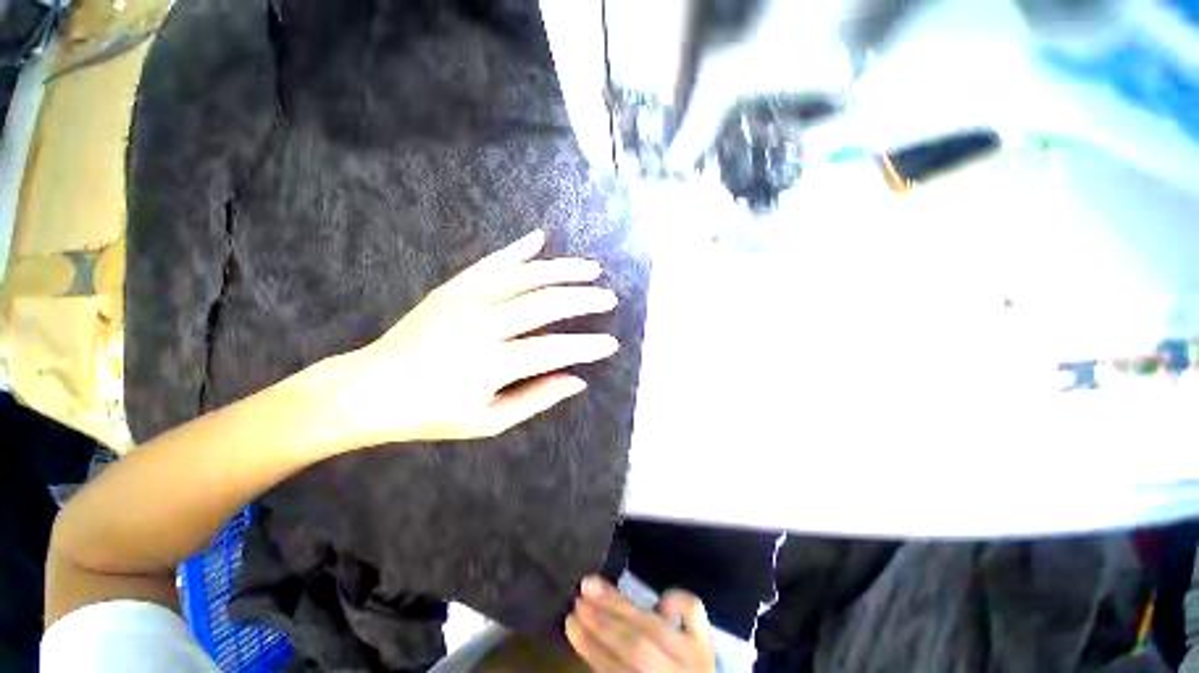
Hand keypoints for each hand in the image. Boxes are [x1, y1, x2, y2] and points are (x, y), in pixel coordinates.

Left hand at [330, 229, 618, 447]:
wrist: (369, 389)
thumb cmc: (431, 414)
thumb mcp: (487, 422)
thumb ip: (535, 399)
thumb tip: (577, 381)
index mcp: (490, 365)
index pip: (553, 351)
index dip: (586, 347)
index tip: (611, 344)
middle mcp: (481, 326)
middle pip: (544, 304)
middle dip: (583, 299)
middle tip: (608, 297)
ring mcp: (465, 301)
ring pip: (523, 277)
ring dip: (561, 269)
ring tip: (589, 268)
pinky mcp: (452, 288)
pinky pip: (491, 263)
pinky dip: (517, 250)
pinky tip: (539, 239)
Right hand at [566, 577, 715, 672]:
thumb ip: (614, 670)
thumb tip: (590, 640)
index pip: (615, 670)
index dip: (590, 647)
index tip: (570, 623)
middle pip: (635, 645)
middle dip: (602, 621)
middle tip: (578, 600)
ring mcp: (695, 655)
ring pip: (654, 624)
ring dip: (619, 603)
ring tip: (592, 584)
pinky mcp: (706, 640)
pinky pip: (694, 611)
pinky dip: (675, 599)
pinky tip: (657, 600)